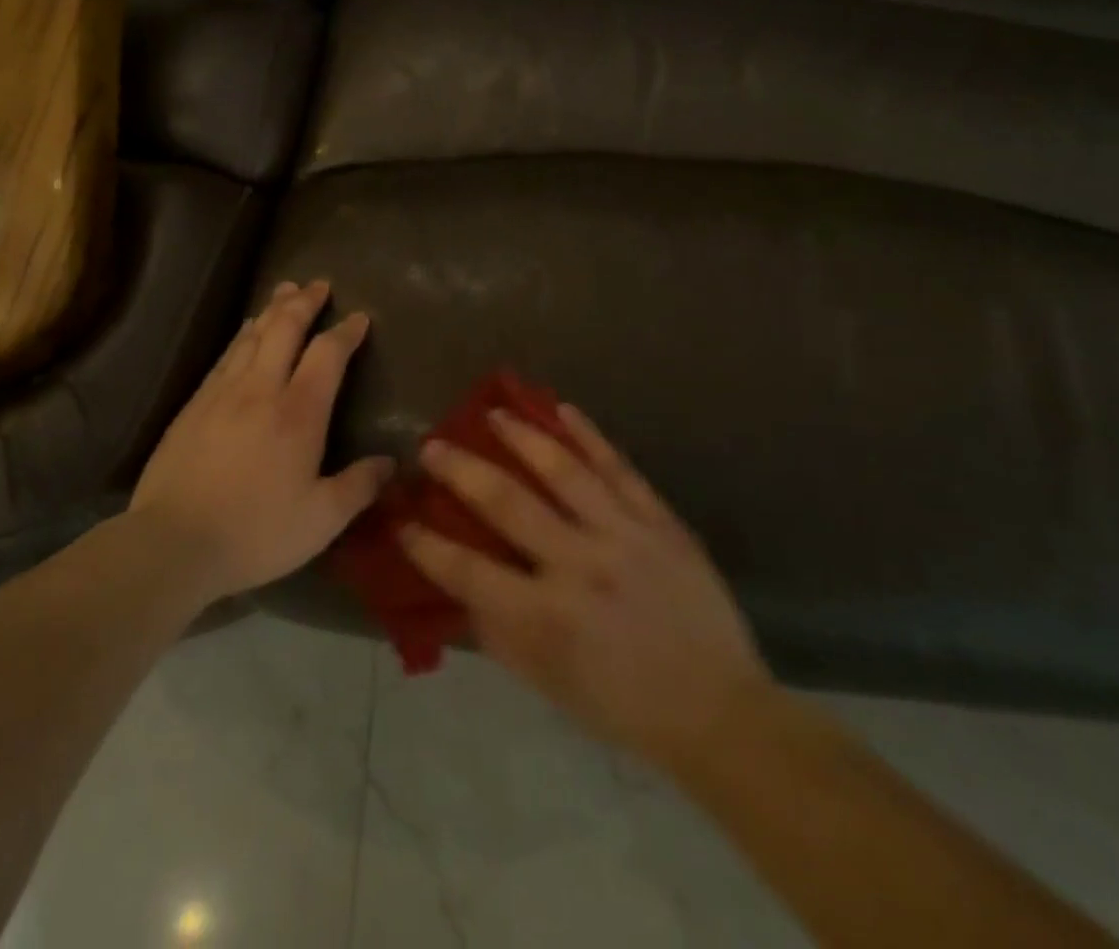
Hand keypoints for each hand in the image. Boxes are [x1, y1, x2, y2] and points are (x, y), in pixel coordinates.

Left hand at [130, 280, 392, 601]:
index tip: (359, 317)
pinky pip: (225, 355)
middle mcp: (261, 389)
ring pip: (252, 336)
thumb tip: (390, 462)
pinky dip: (242, 335)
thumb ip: (359, 486)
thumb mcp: (321, 520)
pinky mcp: (194, 404)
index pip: (327, 355)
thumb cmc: (255, 532)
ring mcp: (222, 393)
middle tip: (319, 284)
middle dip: (304, 302)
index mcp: (298, 413)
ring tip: (284, 291)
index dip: (345, 332)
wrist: (172, 542)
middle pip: (284, 329)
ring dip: (272, 309)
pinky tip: (245, 331)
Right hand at [399, 404, 771, 768]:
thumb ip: (496, 630)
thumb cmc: (621, 704)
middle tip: (432, 445)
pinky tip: (562, 408)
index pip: (466, 570)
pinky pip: (618, 467)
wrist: (717, 709)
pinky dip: (588, 435)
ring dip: (520, 435)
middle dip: (460, 469)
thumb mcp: (547, 682)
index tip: (401, 518)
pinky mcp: (660, 521)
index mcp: (546, 618)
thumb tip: (455, 583)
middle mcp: (579, 567)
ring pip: (562, 470)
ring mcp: (624, 536)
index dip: (425, 543)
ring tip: (491, 413)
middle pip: (507, 502)